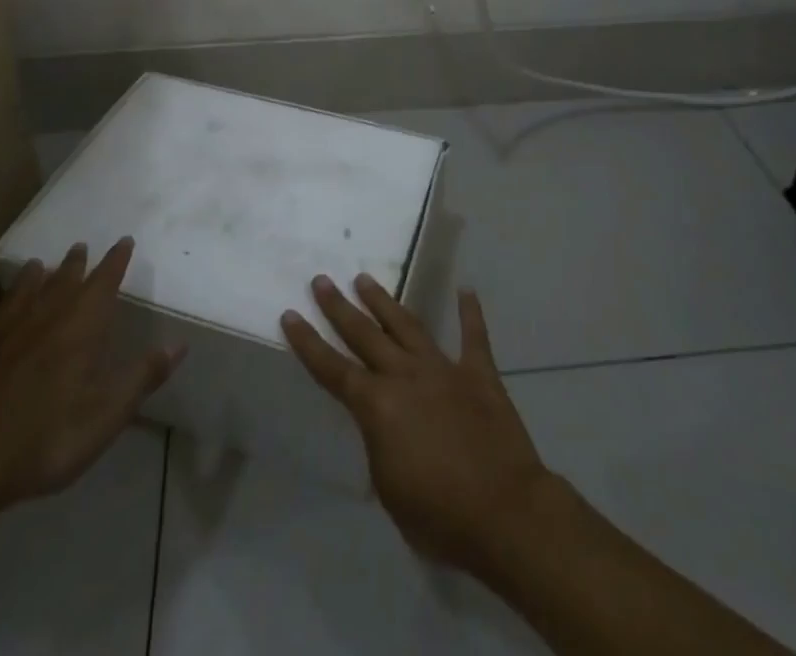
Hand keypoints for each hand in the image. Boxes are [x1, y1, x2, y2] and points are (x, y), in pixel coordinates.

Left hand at [0, 238, 184, 518]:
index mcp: (78, 327)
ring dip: (29, 280)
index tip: (124, 241)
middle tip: (79, 247)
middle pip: (61, 282)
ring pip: (16, 296)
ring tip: (36, 266)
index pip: (103, 282)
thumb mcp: (104, 416)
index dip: (115, 261)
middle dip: (74, 265)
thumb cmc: (42, 440)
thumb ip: (141, 377)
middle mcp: (39, 319)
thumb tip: (179, 344)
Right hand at [281, 274, 553, 573]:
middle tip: (322, 280)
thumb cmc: (439, 516)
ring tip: (365, 279)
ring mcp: (444, 369)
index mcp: (378, 406)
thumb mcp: (389, 490)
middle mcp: (406, 376)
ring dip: (385, 302)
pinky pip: (474, 336)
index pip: (333, 369)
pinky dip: (470, 313)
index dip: (308, 343)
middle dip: (340, 307)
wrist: (504, 512)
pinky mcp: (480, 374)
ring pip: (408, 325)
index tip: (291, 314)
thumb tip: (384, 426)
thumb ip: (381, 445)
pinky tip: (466, 290)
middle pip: (366, 335)